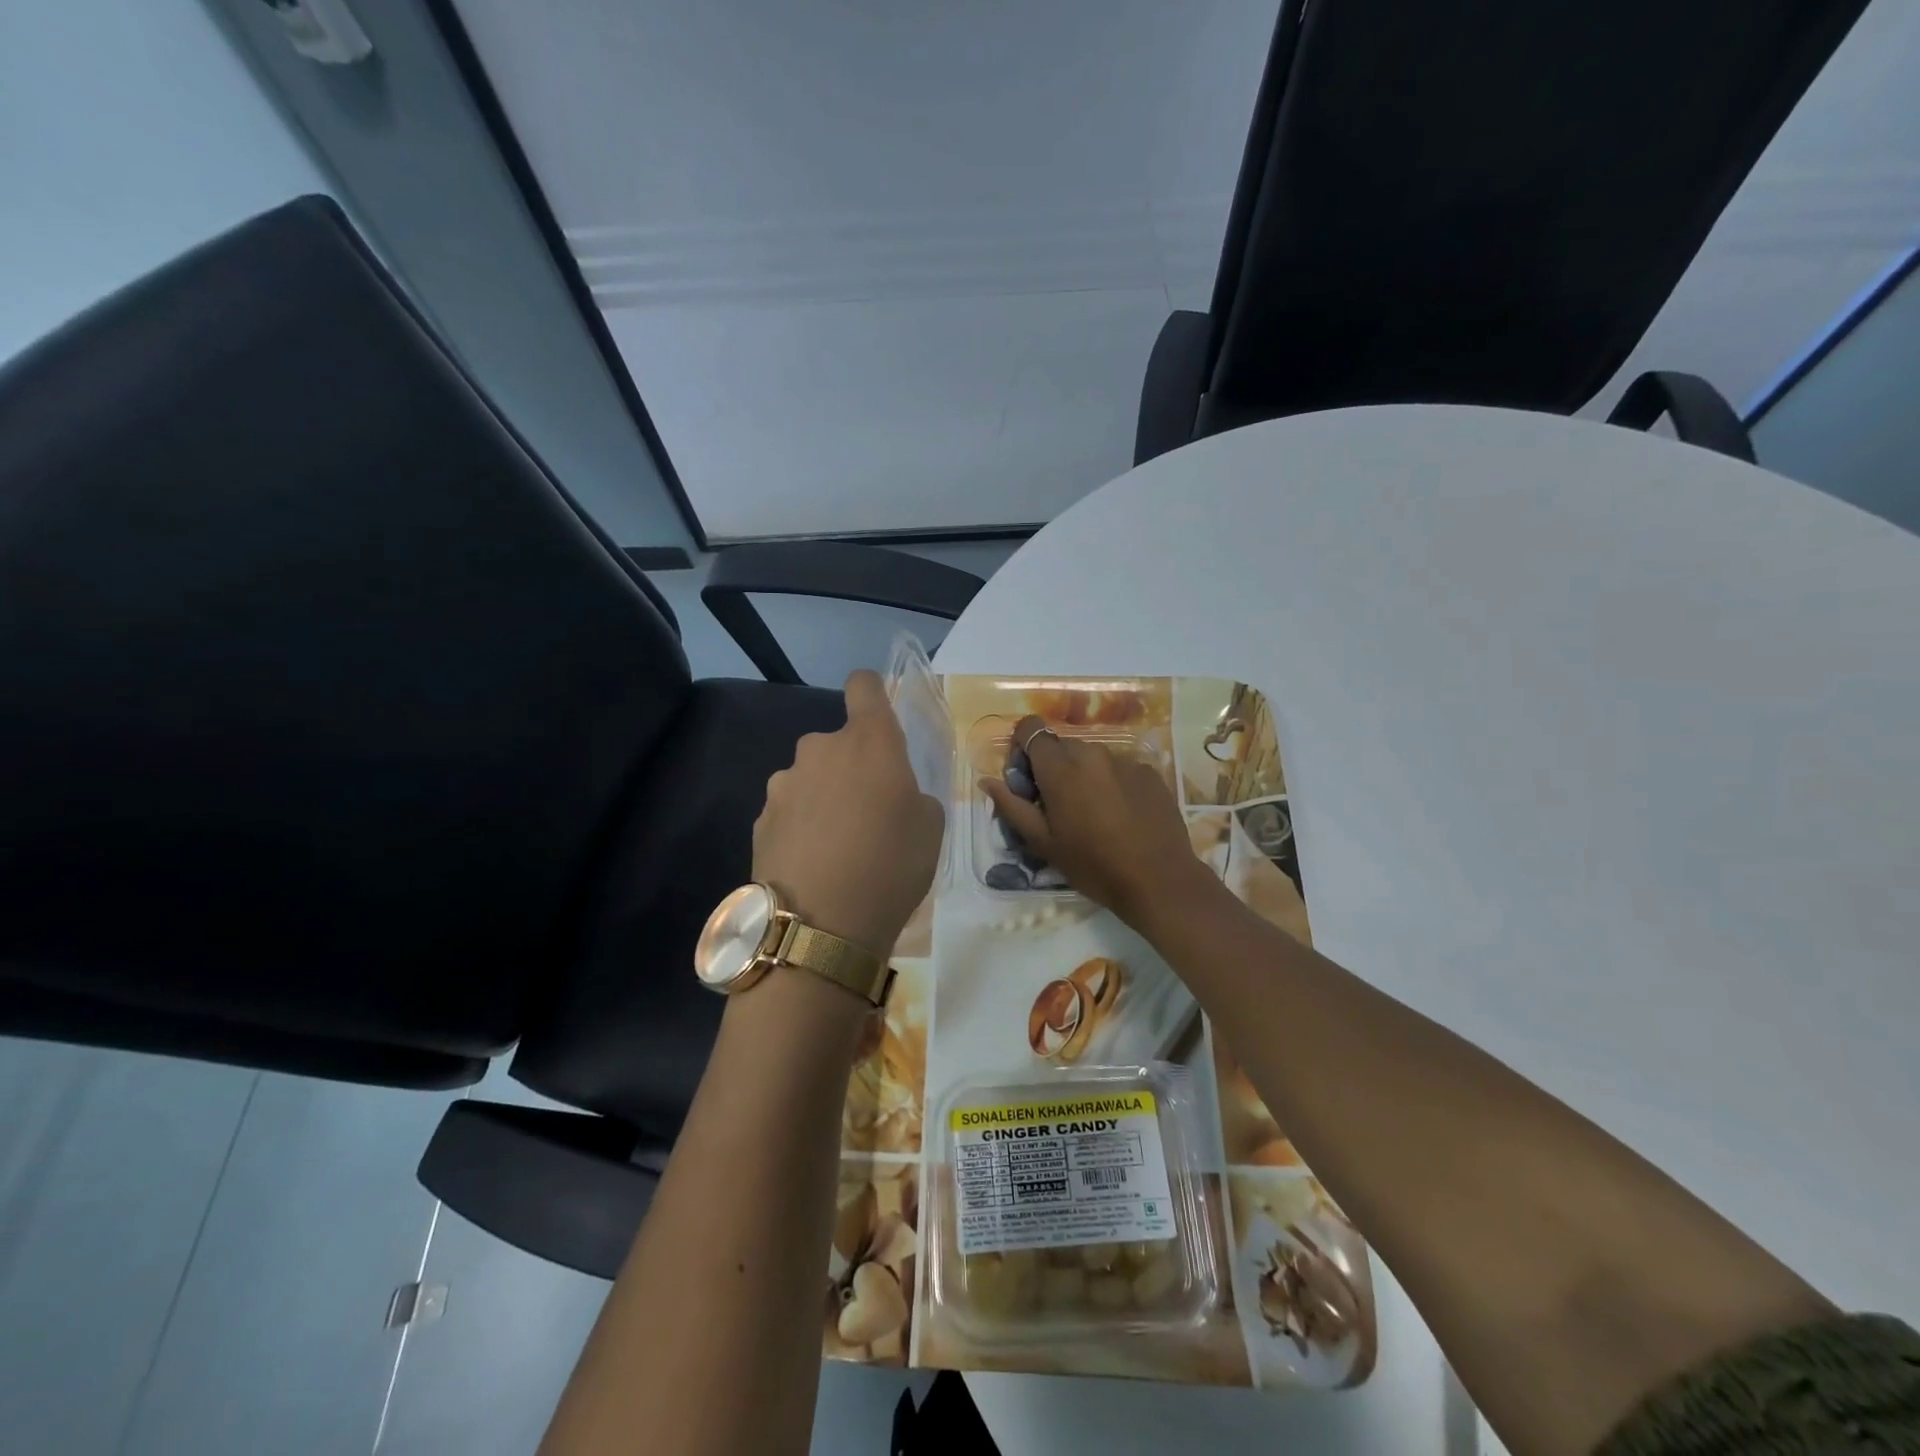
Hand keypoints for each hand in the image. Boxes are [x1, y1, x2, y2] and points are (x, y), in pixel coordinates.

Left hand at [754, 670, 944, 958]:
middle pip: (838, 743)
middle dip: (851, 767)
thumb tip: (892, 794)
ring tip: (836, 847)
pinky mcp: (760, 818)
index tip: (878, 717)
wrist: (819, 928)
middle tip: (868, 813)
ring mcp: (784, 783)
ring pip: (811, 778)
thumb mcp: (930, 828)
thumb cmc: (890, 868)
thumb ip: (912, 793)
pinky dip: (801, 826)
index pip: (864, 686)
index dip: (871, 692)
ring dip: (823, 797)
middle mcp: (820, 749)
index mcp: (869, 742)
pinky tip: (811, 865)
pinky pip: (789, 810)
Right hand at [981, 716, 1209, 927]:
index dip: (1022, 747)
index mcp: (1060, 767)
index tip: (1026, 779)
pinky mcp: (1150, 772)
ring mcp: (1125, 760)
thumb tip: (987, 781)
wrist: (1158, 880)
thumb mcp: (1043, 843)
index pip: (1031, 728)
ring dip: (1083, 775)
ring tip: (1093, 814)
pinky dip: (1112, 783)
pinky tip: (1121, 816)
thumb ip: (1012, 807)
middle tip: (1057, 805)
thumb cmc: (1092, 865)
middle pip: (1061, 745)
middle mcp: (1092, 753)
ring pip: (1091, 757)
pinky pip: (1119, 768)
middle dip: (1052, 767)